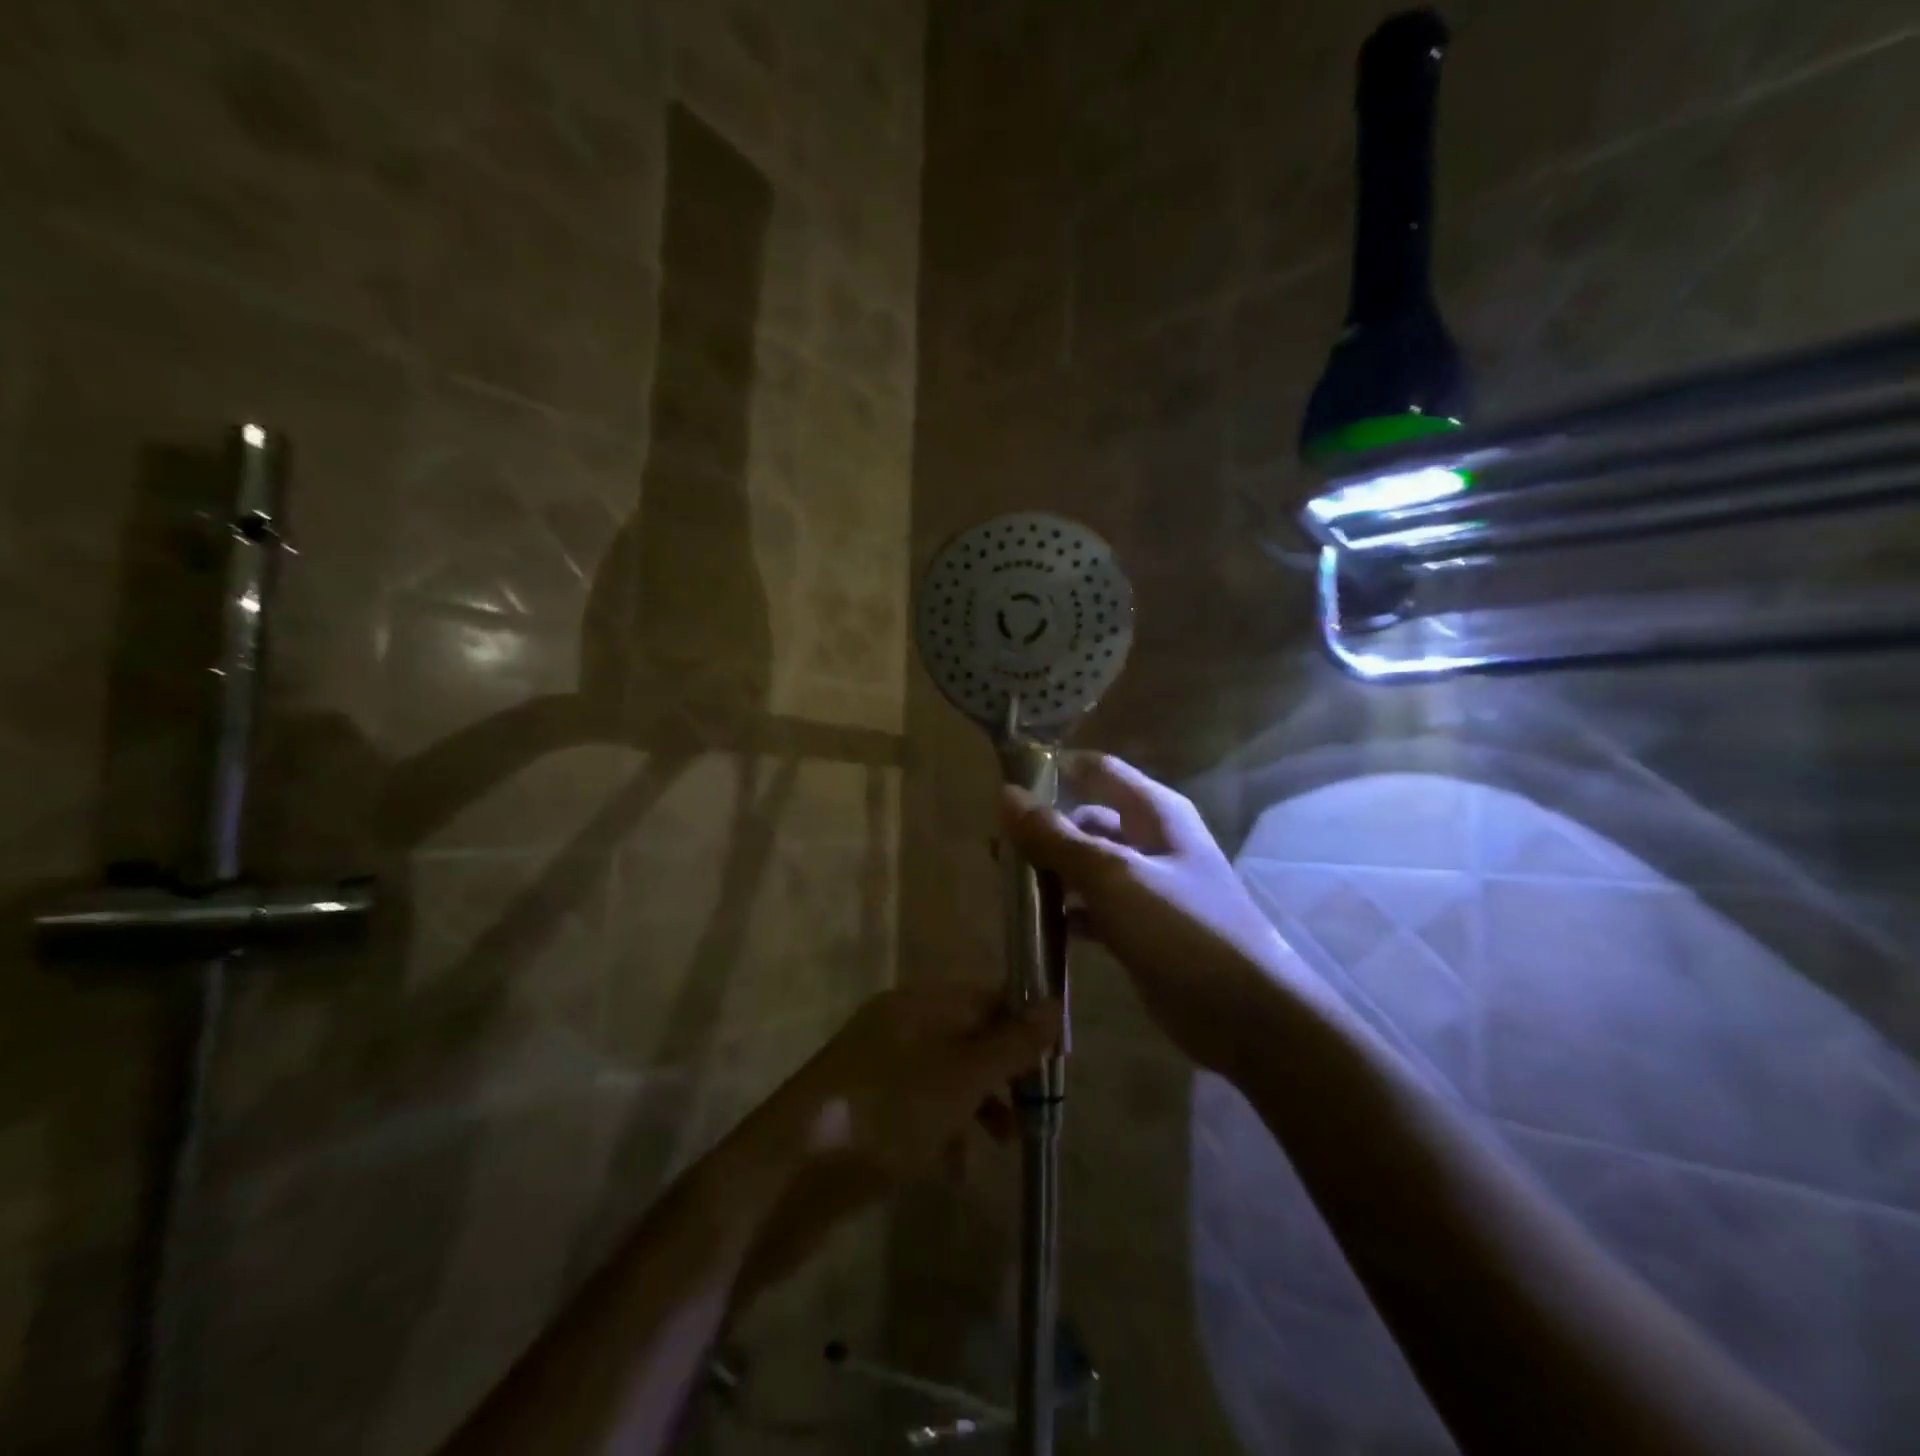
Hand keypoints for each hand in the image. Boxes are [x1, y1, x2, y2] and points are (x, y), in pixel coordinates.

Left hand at [759, 984, 1060, 1186]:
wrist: (788, 1179)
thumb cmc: (885, 1114)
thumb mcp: (959, 1078)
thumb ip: (1010, 1044)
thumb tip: (1056, 1004)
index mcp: (917, 1004)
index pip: (985, 996)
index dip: (1024, 1023)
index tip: (1058, 1060)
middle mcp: (898, 1027)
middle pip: (969, 1037)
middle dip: (1005, 1071)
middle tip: (1037, 1107)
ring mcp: (880, 1071)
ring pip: (947, 1077)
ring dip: (980, 1106)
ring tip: (1004, 1145)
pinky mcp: (867, 1113)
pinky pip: (921, 1112)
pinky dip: (945, 1134)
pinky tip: (955, 1172)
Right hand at [1001, 753, 1302, 1074]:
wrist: (1244, 1015)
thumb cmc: (1182, 929)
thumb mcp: (1114, 876)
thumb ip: (1058, 837)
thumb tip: (1006, 794)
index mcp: (1154, 813)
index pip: (1098, 770)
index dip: (1054, 771)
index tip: (1004, 785)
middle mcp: (1151, 841)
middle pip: (1088, 820)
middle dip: (1043, 829)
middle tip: (993, 848)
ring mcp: (1146, 888)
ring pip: (1087, 867)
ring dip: (1051, 873)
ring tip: (1005, 885)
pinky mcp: (1140, 930)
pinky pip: (1094, 909)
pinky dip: (1067, 913)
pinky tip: (1035, 926)